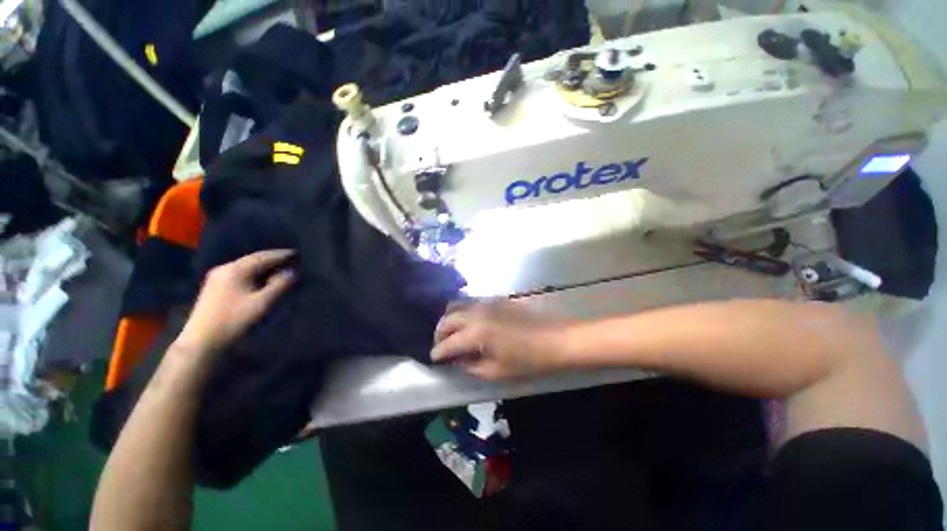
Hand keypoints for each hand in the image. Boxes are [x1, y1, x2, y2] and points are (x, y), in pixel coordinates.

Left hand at [176, 250, 295, 356]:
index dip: (282, 254)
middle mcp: (225, 268)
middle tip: (292, 259)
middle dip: (273, 259)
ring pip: (246, 266)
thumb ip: (279, 285)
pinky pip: (240, 273)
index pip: (263, 256)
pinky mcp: (215, 286)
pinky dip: (254, 272)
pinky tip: (262, 277)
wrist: (202, 340)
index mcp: (236, 270)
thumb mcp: (262, 303)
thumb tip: (293, 272)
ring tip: (281, 267)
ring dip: (264, 266)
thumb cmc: (234, 320)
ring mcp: (217, 277)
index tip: (298, 253)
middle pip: (254, 259)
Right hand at [431, 300, 570, 380]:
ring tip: (452, 333)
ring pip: (457, 305)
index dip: (438, 352)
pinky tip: (469, 323)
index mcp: (476, 332)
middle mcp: (477, 312)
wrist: (556, 339)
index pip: (448, 342)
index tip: (433, 358)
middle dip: (440, 333)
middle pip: (448, 319)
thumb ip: (472, 366)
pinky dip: (463, 312)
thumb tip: (458, 360)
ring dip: (449, 319)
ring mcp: (487, 302)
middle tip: (441, 346)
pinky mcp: (496, 299)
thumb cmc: (528, 360)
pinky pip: (471, 302)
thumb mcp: (497, 371)